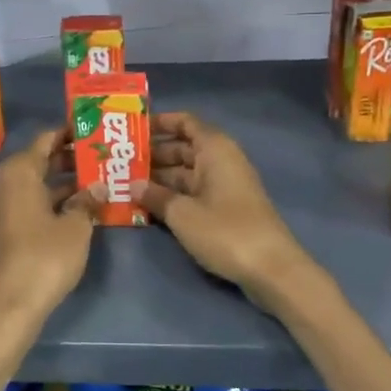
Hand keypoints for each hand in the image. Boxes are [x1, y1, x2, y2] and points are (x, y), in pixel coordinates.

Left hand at [0, 129, 98, 324]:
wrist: (11, 305)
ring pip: (35, 185)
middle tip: (99, 155)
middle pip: (38, 162)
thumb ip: (87, 202)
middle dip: (68, 158)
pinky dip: (52, 201)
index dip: (68, 133)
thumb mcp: (76, 227)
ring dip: (62, 182)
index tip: (90, 129)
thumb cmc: (45, 257)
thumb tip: (98, 188)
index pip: (45, 140)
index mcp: (19, 173)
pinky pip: (30, 204)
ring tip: (95, 180)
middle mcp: (5, 185)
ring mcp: (2, 209)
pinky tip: (77, 208)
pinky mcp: (4, 232)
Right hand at [138, 112, 311, 297]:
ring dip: (160, 177)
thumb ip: (155, 195)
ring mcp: (225, 186)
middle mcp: (221, 161)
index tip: (133, 130)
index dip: (160, 122)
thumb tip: (133, 184)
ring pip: (186, 173)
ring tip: (126, 184)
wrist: (271, 268)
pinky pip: (194, 192)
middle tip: (120, 162)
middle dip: (153, 154)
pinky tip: (148, 205)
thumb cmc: (225, 231)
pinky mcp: (226, 208)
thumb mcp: (182, 213)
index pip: (185, 122)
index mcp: (215, 149)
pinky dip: (173, 195)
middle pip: (183, 148)